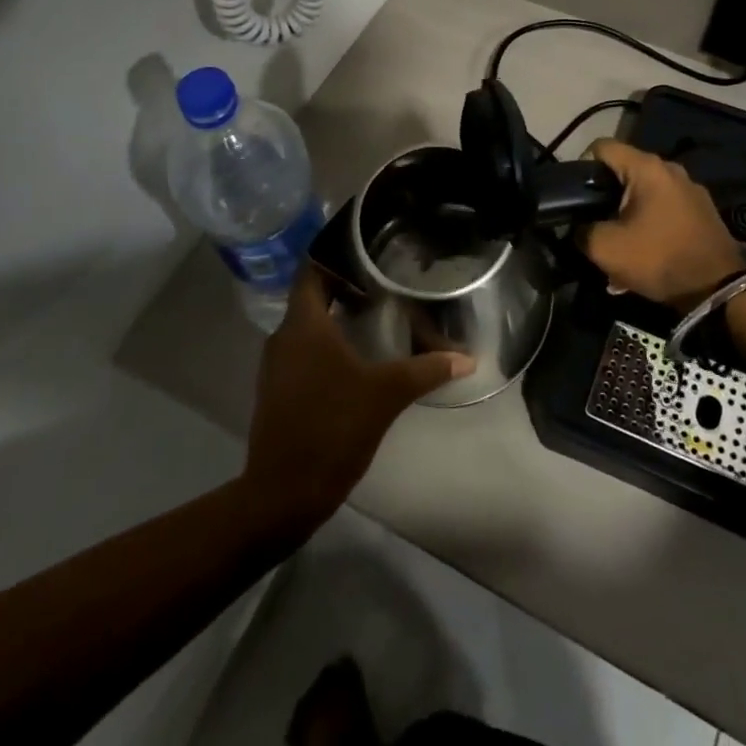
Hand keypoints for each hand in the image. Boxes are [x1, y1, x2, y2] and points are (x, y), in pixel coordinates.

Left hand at [242, 268, 473, 535]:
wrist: (282, 495)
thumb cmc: (331, 429)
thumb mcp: (385, 395)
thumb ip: (426, 369)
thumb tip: (468, 357)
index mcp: (303, 325)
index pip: (312, 270)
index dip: (336, 255)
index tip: (368, 249)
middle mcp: (284, 337)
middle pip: (312, 296)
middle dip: (345, 285)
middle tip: (384, 279)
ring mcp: (277, 366)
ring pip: (308, 326)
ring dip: (337, 316)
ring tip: (376, 312)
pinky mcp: (279, 391)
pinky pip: (304, 351)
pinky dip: (328, 344)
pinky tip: (358, 355)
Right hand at [582, 140, 743, 309]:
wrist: (719, 291)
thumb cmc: (659, 259)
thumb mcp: (606, 249)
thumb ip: (582, 231)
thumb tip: (579, 227)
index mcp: (647, 168)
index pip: (602, 146)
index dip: (581, 166)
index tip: (576, 196)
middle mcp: (670, 169)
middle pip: (624, 172)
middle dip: (605, 198)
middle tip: (594, 226)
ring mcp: (690, 190)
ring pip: (644, 194)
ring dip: (626, 217)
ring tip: (618, 249)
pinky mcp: (702, 212)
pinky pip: (664, 210)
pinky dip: (648, 226)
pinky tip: (643, 257)